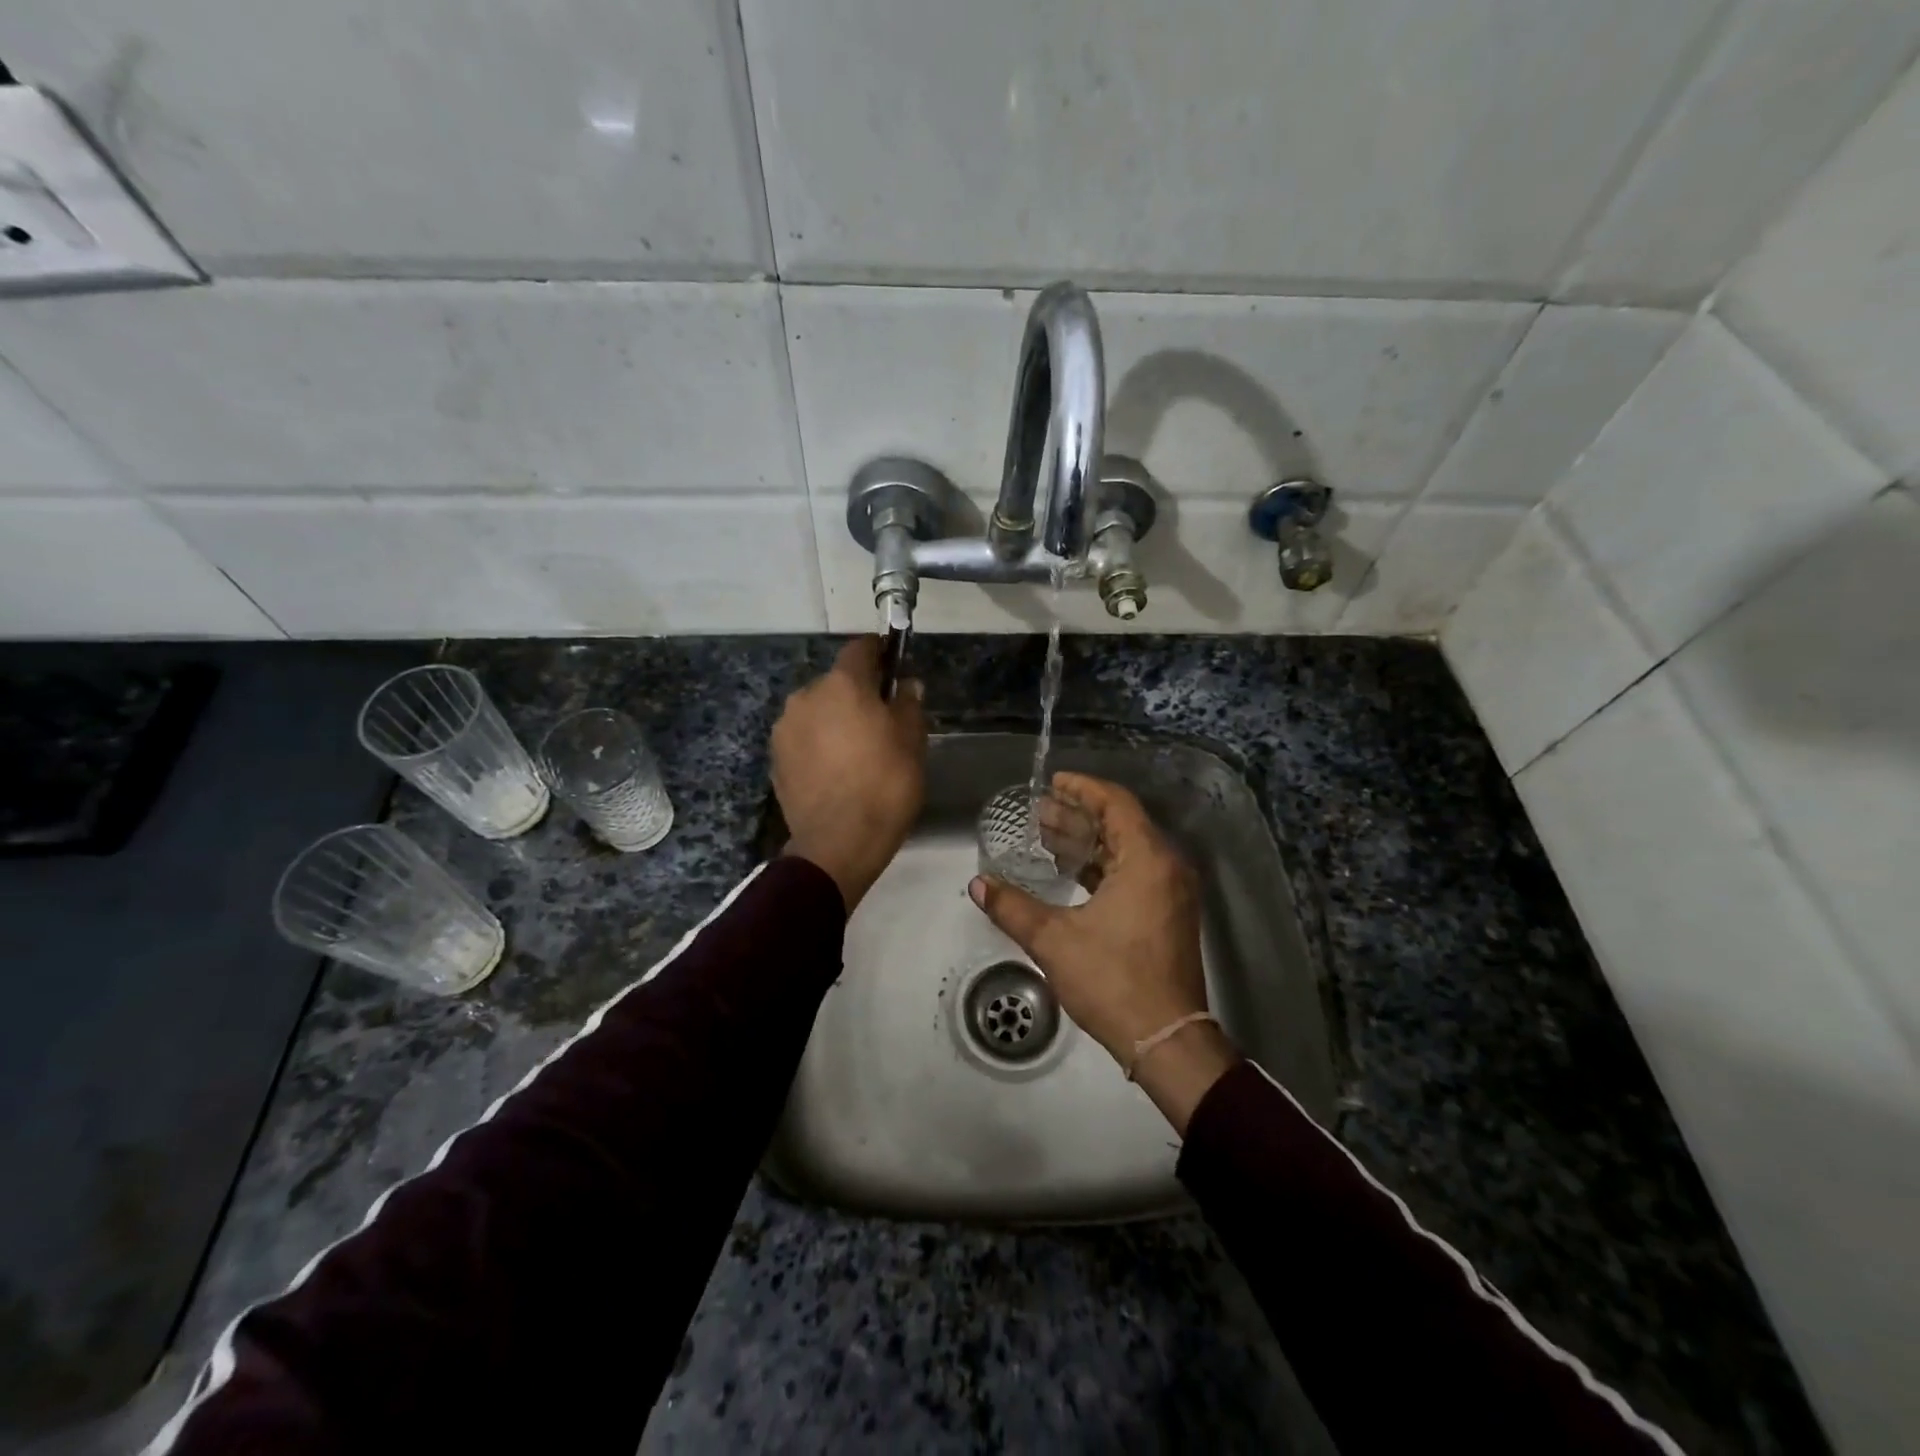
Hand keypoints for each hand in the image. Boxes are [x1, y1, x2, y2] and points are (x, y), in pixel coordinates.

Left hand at [772, 637, 926, 912]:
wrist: (839, 842)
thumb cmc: (885, 784)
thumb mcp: (912, 740)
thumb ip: (908, 703)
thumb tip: (906, 685)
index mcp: (842, 684)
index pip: (860, 648)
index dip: (879, 653)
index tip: (892, 666)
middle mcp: (806, 696)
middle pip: (836, 683)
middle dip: (856, 694)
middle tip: (880, 722)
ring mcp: (785, 728)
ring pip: (817, 711)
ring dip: (834, 720)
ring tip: (856, 752)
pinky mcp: (775, 759)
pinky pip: (803, 739)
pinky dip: (819, 745)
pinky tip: (836, 771)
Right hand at [969, 772, 1236, 1132]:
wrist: (1165, 1039)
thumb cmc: (1113, 981)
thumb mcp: (1054, 941)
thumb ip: (1012, 907)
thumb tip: (977, 884)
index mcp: (1147, 860)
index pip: (1116, 803)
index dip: (1083, 788)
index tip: (1052, 782)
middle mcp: (1166, 867)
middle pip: (1121, 824)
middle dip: (1079, 815)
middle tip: (1039, 811)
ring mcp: (1171, 892)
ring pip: (1127, 850)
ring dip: (1089, 841)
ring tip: (1047, 836)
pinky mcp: (1168, 914)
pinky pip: (1134, 872)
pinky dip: (1103, 866)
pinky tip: (1071, 873)